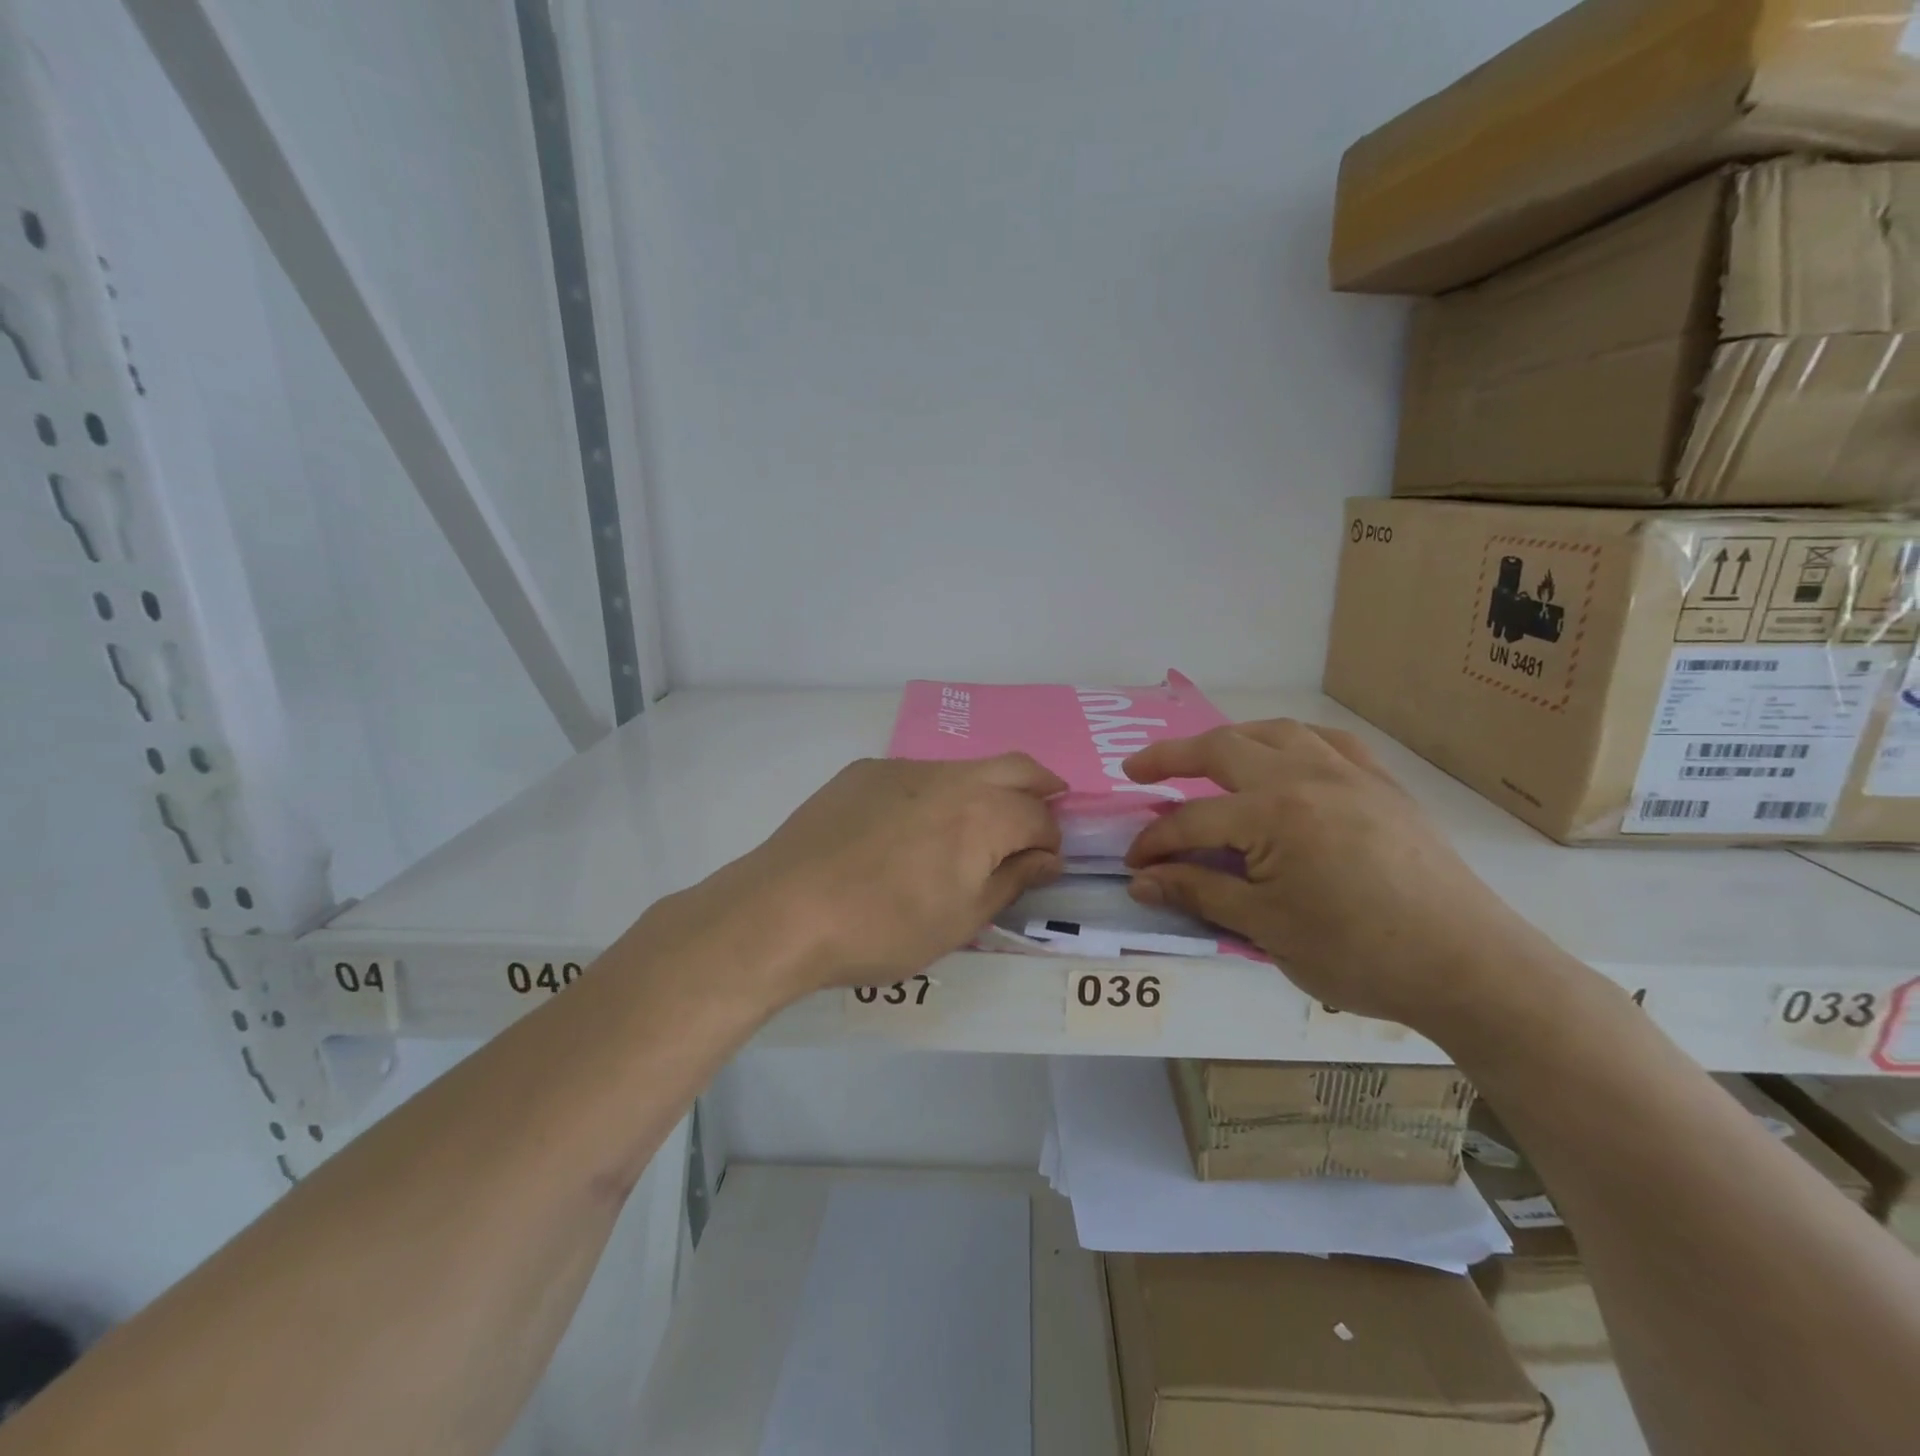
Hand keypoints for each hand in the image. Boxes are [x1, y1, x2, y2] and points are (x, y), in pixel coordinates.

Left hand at [670, 754, 1066, 1001]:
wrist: (783, 911)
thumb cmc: (882, 928)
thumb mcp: (960, 921)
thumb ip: (1011, 881)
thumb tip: (1047, 858)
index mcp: (983, 814)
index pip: (1039, 816)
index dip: (1051, 839)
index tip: (1045, 863)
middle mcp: (951, 776)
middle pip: (1016, 766)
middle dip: (1040, 787)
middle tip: (1045, 810)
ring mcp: (903, 767)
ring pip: (965, 767)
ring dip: (986, 788)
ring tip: (976, 825)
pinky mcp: (864, 771)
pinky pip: (917, 774)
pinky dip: (936, 792)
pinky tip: (911, 828)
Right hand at [1123, 720, 1549, 1032]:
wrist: (1468, 966)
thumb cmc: (1359, 954)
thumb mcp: (1266, 928)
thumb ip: (1198, 892)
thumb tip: (1140, 881)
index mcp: (1274, 813)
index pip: (1193, 821)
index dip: (1156, 844)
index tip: (1134, 865)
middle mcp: (1306, 775)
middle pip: (1222, 750)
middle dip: (1171, 757)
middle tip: (1137, 769)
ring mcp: (1349, 772)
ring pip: (1274, 732)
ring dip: (1230, 739)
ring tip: (1205, 757)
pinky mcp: (1382, 783)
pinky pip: (1327, 741)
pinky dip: (1291, 741)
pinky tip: (1284, 757)